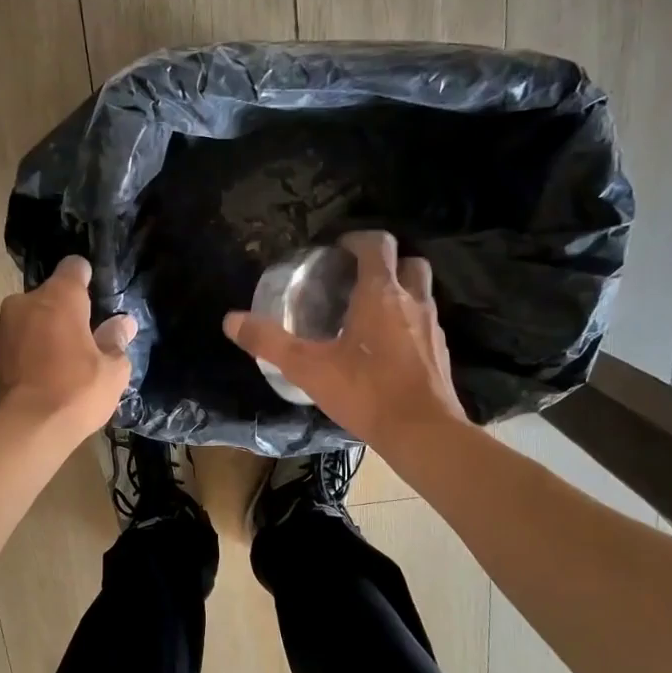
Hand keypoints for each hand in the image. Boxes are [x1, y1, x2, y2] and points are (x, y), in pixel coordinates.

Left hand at [0, 256, 135, 437]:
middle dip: (63, 314)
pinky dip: (25, 358)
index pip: (73, 268)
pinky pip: (14, 348)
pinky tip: (39, 384)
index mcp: (58, 298)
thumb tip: (123, 324)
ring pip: (28, 324)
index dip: (85, 278)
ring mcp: (0, 331)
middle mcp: (23, 304)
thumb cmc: (74, 393)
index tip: (95, 297)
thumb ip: (116, 341)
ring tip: (59, 368)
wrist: (20, 433)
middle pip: (48, 298)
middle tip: (83, 343)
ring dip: (42, 336)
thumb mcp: (112, 372)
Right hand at [222, 230, 465, 450]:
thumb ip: (269, 342)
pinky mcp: (441, 352)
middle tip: (356, 280)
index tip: (337, 251)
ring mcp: (432, 327)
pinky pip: (425, 323)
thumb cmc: (366, 392)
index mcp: (381, 293)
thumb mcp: (308, 368)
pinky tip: (386, 349)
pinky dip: (408, 323)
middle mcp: (413, 301)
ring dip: (400, 291)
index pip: (378, 244)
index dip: (357, 240)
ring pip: (421, 292)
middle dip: (385, 263)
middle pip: (408, 262)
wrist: (422, 432)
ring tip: (369, 313)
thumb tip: (231, 320)